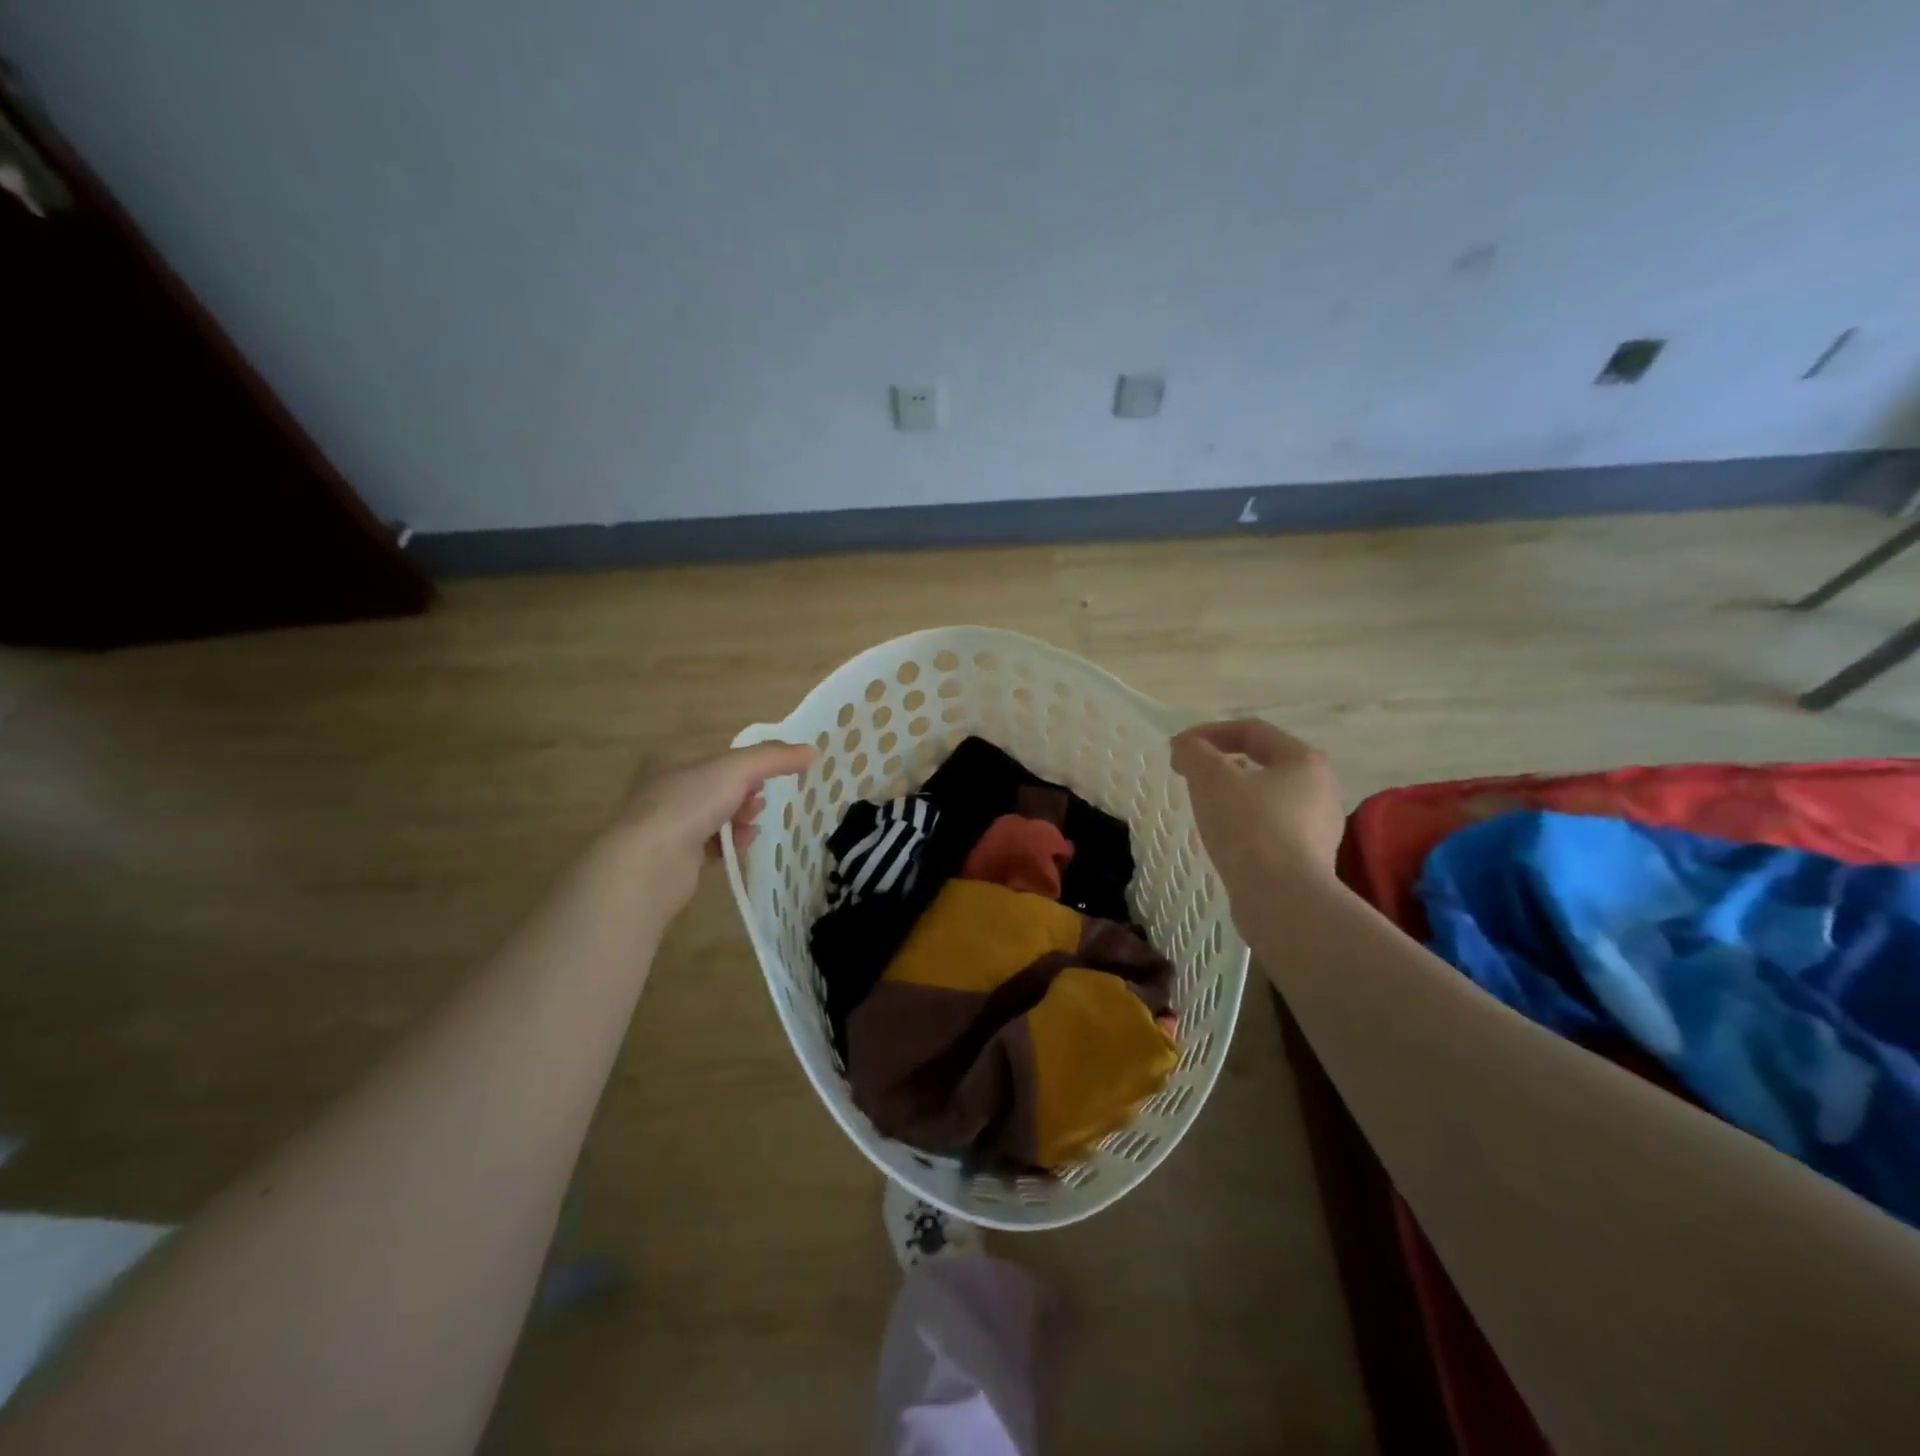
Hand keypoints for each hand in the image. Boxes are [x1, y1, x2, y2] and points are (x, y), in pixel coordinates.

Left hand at [616, 741, 814, 913]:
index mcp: (671, 763)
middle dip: (745, 794)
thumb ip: (774, 757)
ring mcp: (667, 827)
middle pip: (718, 789)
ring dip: (740, 819)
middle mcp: (664, 792)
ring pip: (715, 818)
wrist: (651, 863)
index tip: (765, 778)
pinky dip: (730, 844)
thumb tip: (812, 751)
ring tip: (752, 826)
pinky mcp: (674, 859)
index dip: (744, 767)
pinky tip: (743, 845)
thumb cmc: (690, 804)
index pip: (716, 760)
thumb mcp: (737, 769)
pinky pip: (711, 846)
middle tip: (759, 803)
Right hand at [1171, 719, 1343, 894]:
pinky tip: (1224, 840)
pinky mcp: (1310, 860)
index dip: (1209, 732)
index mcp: (1304, 760)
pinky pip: (1271, 830)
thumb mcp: (1211, 779)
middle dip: (1222, 764)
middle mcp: (1321, 788)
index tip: (1178, 749)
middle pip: (1263, 763)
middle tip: (1190, 776)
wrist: (1282, 900)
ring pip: (1267, 798)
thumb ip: (1194, 753)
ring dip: (1233, 795)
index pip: (1251, 730)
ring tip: (1204, 809)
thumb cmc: (1249, 828)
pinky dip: (1244, 825)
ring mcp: (1319, 827)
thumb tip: (1186, 747)